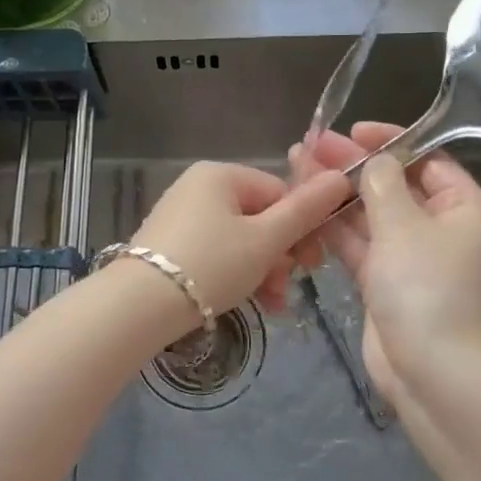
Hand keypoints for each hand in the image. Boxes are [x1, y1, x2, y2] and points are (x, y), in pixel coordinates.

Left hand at [131, 161, 349, 317]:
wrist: (138, 306)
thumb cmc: (211, 265)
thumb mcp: (265, 240)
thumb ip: (305, 211)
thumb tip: (342, 177)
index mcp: (220, 174)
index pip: (280, 192)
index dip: (302, 228)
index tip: (312, 264)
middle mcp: (198, 187)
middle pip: (260, 217)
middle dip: (281, 256)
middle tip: (287, 289)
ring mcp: (181, 216)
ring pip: (240, 240)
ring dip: (263, 271)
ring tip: (273, 306)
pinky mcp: (170, 245)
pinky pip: (216, 253)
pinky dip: (236, 274)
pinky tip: (250, 303)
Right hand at [290, 123, 480, 401]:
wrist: (434, 375)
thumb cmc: (428, 289)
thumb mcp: (404, 225)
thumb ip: (382, 184)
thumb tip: (373, 160)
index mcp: (465, 210)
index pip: (427, 161)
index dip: (390, 142)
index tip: (352, 132)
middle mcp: (441, 231)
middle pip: (393, 187)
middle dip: (352, 168)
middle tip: (310, 148)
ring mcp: (412, 261)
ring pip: (371, 218)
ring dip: (337, 196)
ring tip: (297, 169)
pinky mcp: (386, 286)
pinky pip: (360, 247)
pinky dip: (335, 230)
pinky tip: (304, 209)